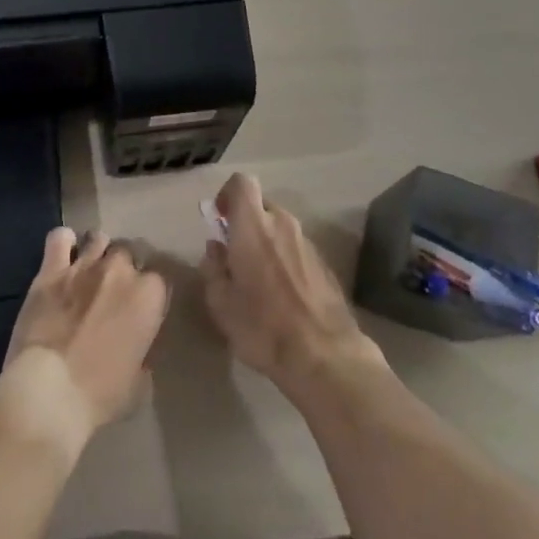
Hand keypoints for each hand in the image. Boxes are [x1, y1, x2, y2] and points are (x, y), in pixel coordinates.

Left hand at [0, 228, 168, 459]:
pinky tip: (63, 256)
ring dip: (98, 252)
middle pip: (128, 253)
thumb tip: (137, 344)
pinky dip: (64, 243)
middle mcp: (119, 270)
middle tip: (113, 292)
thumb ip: (143, 351)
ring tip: (90, 271)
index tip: (142, 308)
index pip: (159, 279)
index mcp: (148, 296)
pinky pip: (60, 238)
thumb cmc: (100, 395)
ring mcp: (84, 265)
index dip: (149, 294)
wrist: (49, 392)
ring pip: (99, 239)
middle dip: (124, 270)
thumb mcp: (139, 383)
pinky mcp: (51, 269)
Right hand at [200, 173, 383, 396]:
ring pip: (280, 228)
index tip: (219, 219)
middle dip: (246, 223)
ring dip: (266, 243)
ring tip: (258, 280)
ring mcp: (307, 242)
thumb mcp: (221, 303)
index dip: (227, 194)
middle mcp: (282, 224)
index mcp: (253, 225)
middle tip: (235, 255)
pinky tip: (282, 295)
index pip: (241, 183)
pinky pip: (296, 249)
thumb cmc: (263, 326)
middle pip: (261, 206)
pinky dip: (285, 260)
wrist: (325, 356)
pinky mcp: (324, 264)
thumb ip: (213, 268)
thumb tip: (216, 248)